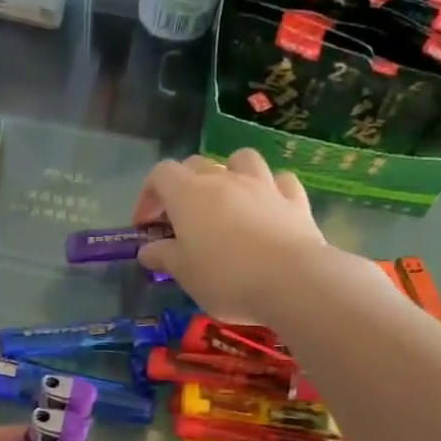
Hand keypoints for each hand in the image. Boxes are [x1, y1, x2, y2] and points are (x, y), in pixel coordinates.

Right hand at [133, 151, 329, 323]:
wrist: (291, 280)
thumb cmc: (225, 277)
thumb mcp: (184, 273)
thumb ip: (163, 256)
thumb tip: (147, 250)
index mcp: (189, 194)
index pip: (160, 175)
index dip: (149, 195)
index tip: (146, 224)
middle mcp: (224, 179)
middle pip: (196, 165)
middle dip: (183, 186)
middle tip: (180, 219)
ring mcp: (262, 185)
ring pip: (241, 160)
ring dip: (229, 174)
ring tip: (227, 201)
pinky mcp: (294, 199)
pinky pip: (279, 181)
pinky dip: (270, 189)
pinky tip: (268, 206)